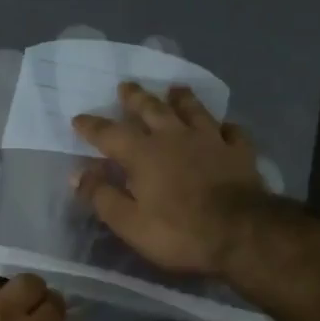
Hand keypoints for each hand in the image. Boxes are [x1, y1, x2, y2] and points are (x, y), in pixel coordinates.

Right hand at [71, 82, 272, 276]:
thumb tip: (78, 174)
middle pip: (152, 109)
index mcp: (143, 154)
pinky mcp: (239, 151)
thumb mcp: (129, 223)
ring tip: (175, 89)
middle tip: (126, 86)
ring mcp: (210, 140)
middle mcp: (174, 137)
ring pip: (193, 110)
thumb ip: (102, 196)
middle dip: (135, 98)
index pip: (109, 133)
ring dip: (181, 99)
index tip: (78, 118)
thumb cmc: (178, 232)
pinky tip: (223, 126)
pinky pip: (231, 130)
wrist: (241, 233)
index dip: (92, 125)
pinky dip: (224, 126)